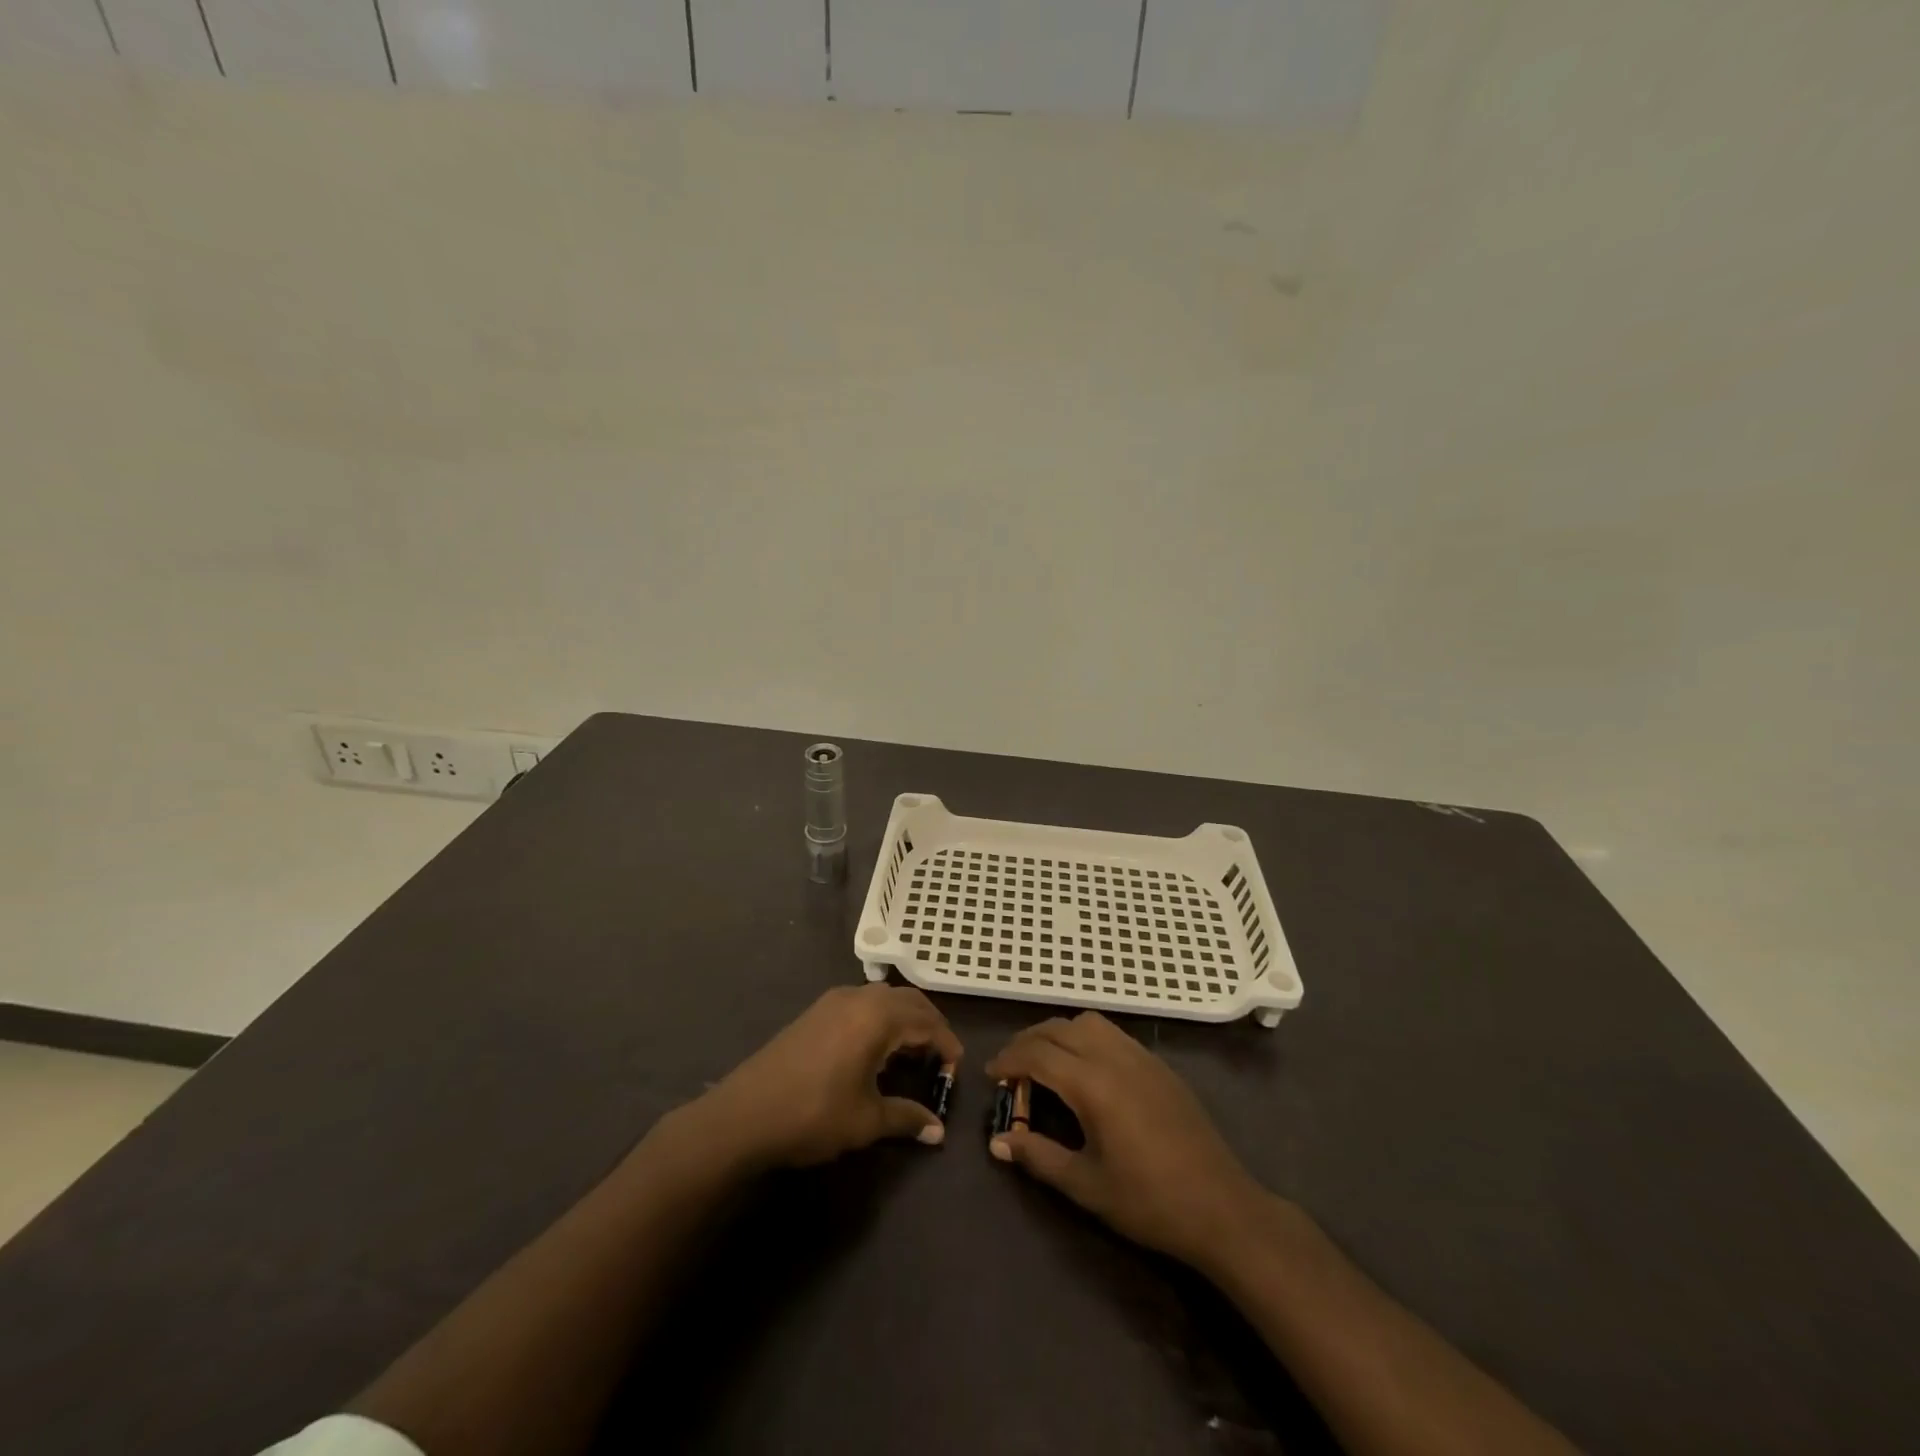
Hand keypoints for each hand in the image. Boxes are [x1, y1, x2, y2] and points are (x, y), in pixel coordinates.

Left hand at [696, 985, 962, 1169]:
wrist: (744, 1114)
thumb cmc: (813, 1114)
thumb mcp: (866, 1121)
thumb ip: (906, 1118)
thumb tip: (938, 1132)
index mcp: (878, 1016)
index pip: (927, 1020)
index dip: (946, 1043)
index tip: (955, 1069)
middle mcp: (859, 998)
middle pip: (908, 1001)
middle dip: (929, 1025)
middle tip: (939, 1058)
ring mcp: (834, 1000)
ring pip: (884, 998)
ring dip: (904, 1019)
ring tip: (910, 1054)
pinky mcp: (816, 1011)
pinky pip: (862, 1003)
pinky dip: (880, 1018)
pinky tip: (875, 1050)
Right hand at [986, 1012, 1264, 1268]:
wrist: (1222, 1207)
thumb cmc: (1149, 1202)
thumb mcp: (1086, 1186)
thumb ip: (1039, 1157)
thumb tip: (998, 1142)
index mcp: (1093, 1084)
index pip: (1038, 1054)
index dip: (1009, 1060)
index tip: (991, 1075)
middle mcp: (1114, 1057)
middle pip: (1059, 1028)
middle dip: (1028, 1041)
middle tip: (1011, 1069)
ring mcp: (1141, 1056)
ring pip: (1088, 1022)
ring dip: (1059, 1033)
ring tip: (1046, 1063)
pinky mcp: (1159, 1065)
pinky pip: (1112, 1033)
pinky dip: (1087, 1038)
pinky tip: (1086, 1070)